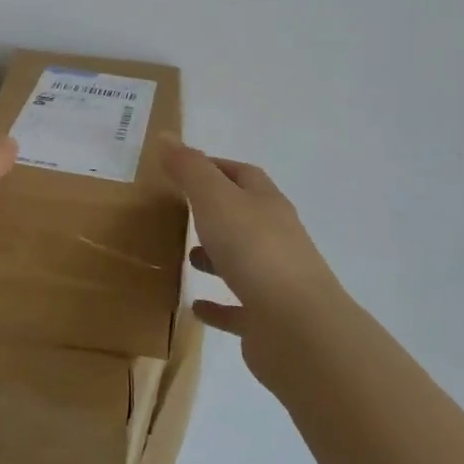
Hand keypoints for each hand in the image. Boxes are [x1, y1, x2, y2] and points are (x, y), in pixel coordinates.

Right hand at [162, 139, 339, 375]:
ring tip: (185, 256)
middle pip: (245, 216)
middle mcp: (276, 237)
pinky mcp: (268, 320)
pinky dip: (218, 305)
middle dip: (215, 212)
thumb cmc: (253, 249)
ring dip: (216, 257)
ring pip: (243, 260)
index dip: (215, 167)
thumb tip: (166, 136)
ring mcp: (275, 280)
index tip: (182, 169)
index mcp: (266, 203)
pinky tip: (196, 306)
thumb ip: (189, 168)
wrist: (297, 327)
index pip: (243, 174)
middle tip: (179, 212)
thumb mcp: (214, 198)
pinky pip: (238, 308)